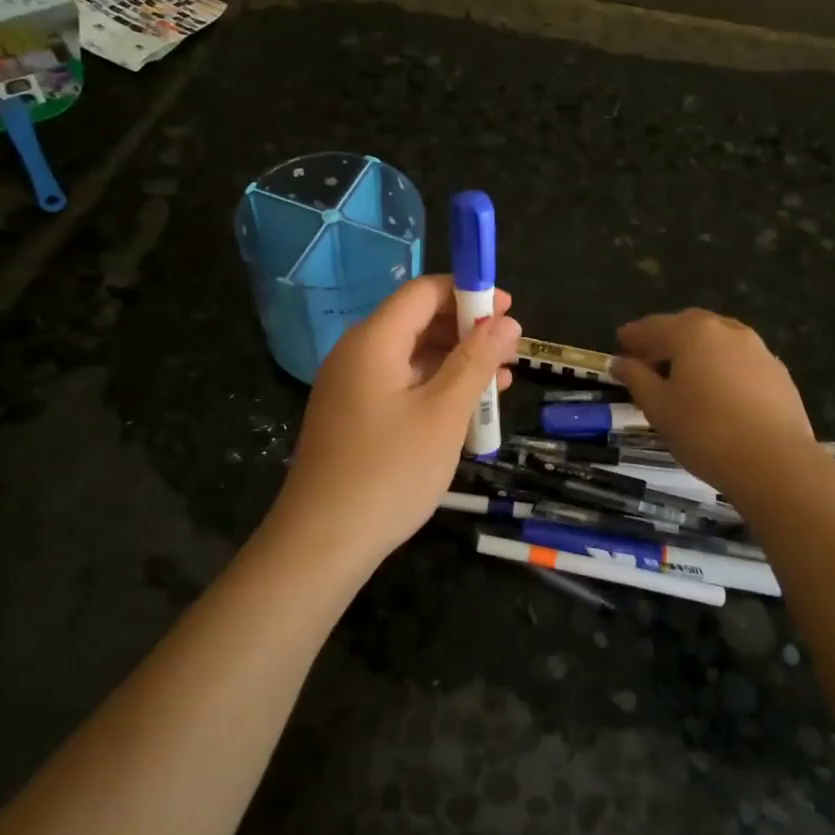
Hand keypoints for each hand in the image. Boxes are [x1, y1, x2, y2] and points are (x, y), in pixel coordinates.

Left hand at [271, 276, 520, 566]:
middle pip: (417, 321)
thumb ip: (476, 361)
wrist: (322, 543)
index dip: (469, 293)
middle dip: (467, 331)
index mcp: (373, 340)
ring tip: (502, 382)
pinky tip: (467, 410)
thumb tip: (507, 321)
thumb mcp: (444, 413)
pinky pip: (400, 385)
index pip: (423, 292)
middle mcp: (357, 354)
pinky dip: (435, 389)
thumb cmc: (389, 471)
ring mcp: (351, 387)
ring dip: (457, 363)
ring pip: (412, 356)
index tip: (510, 310)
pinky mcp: (353, 416)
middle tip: (511, 352)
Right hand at [614, 309, 816, 497]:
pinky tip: (717, 390)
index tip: (619, 343)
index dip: (634, 335)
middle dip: (666, 337)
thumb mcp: (658, 407)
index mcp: (692, 333)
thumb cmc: (705, 431)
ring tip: (683, 374)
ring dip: (696, 350)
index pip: (654, 326)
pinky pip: (740, 360)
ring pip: (718, 340)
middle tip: (649, 358)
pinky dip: (722, 365)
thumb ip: (636, 378)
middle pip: (688, 325)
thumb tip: (620, 362)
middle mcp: (726, 331)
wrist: (775, 462)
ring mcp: (758, 349)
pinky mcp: (778, 373)